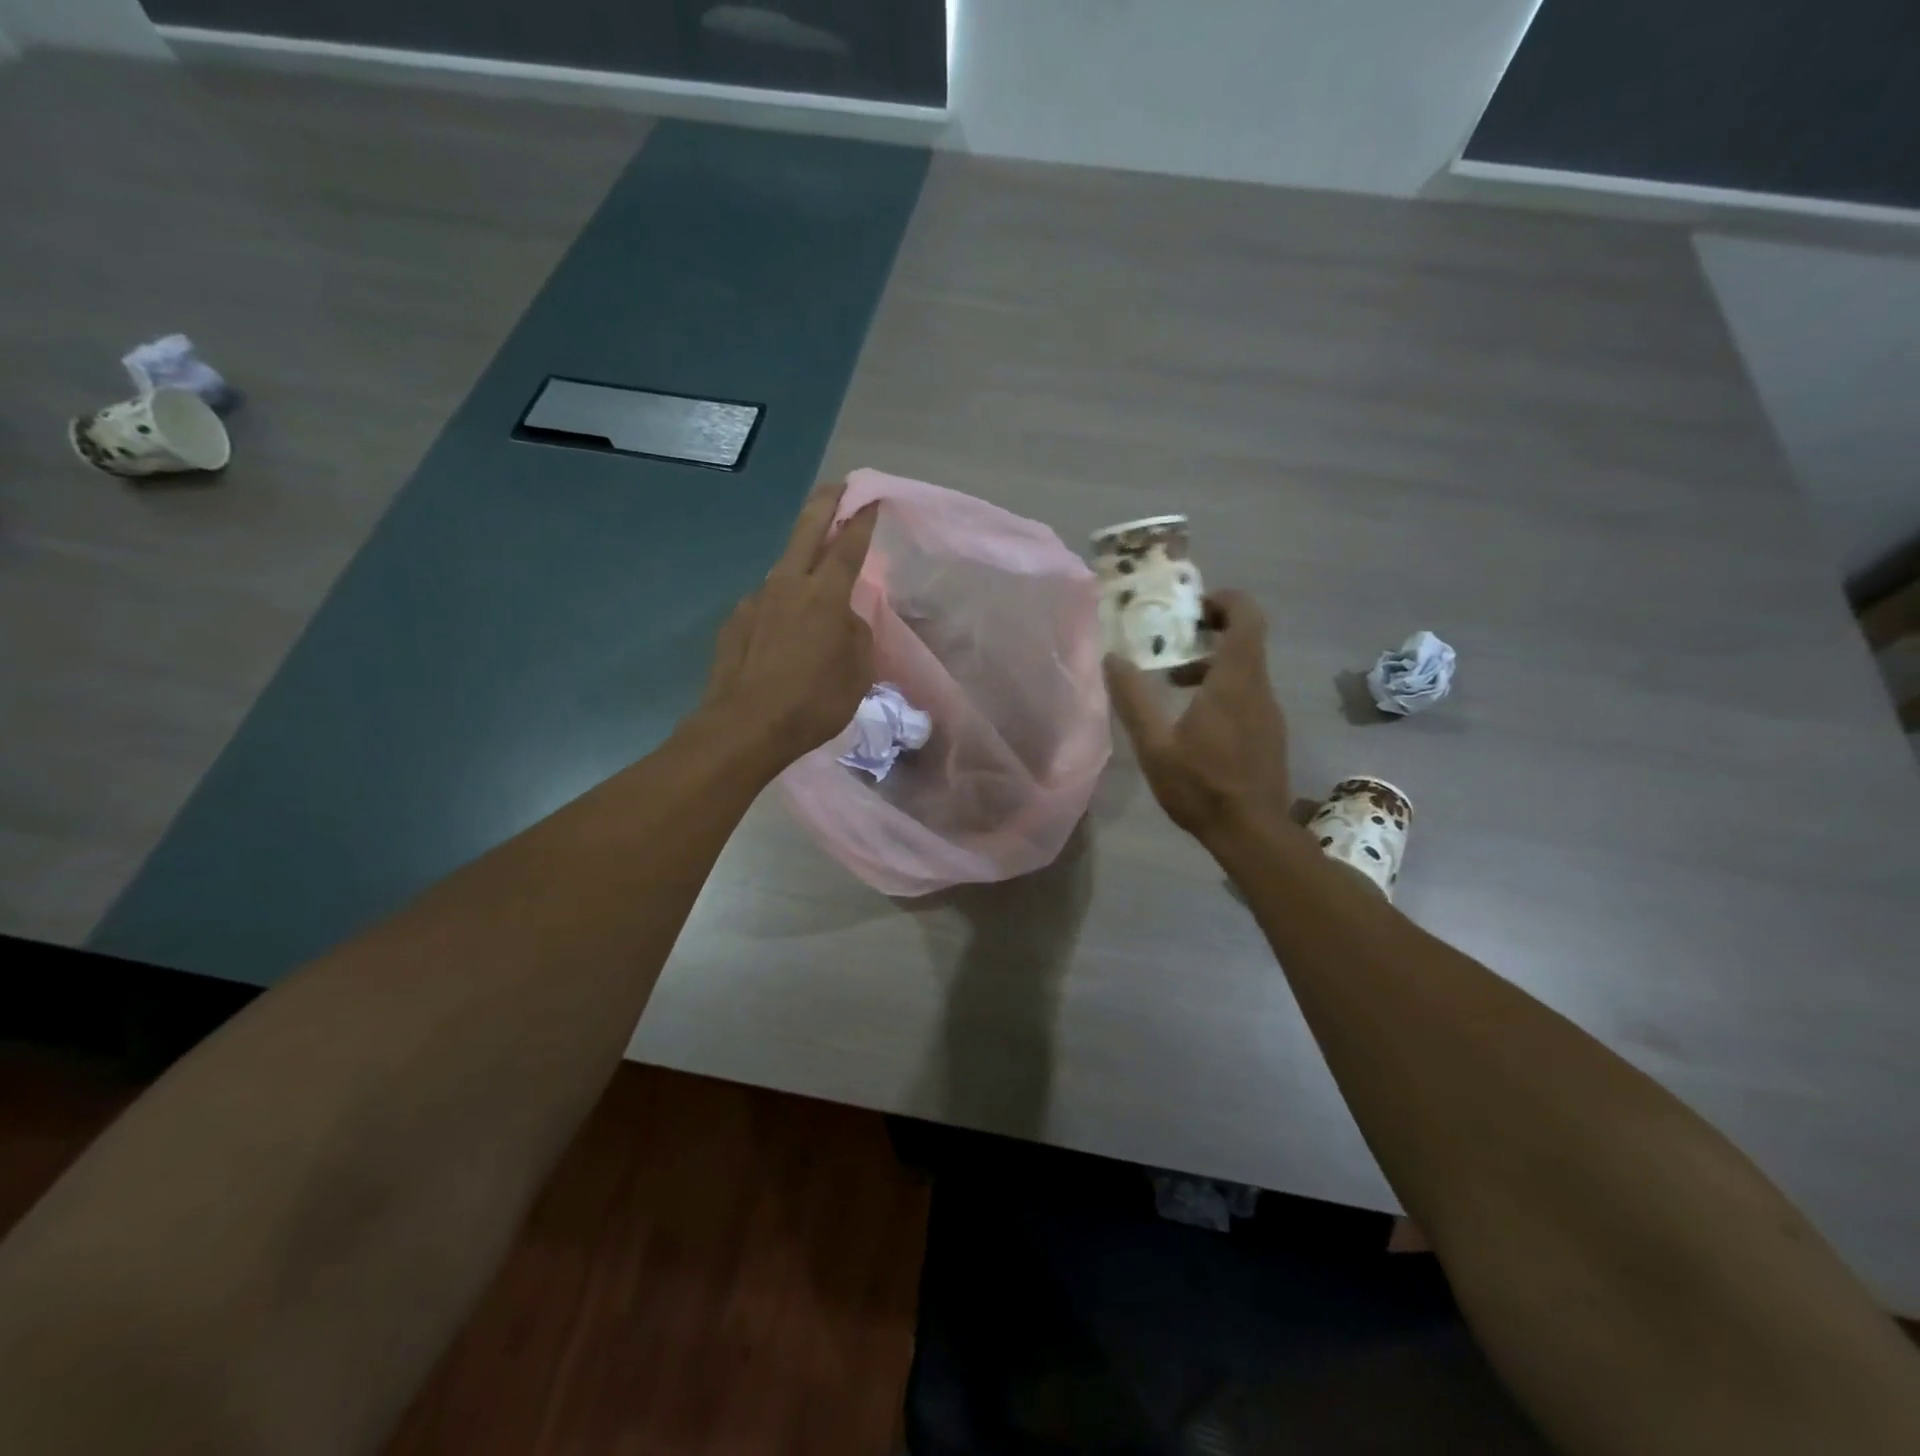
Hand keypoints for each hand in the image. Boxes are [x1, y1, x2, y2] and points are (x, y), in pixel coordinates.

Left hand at [699, 483, 879, 771]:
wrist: (745, 726)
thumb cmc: (813, 702)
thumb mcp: (857, 673)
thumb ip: (856, 635)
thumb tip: (845, 619)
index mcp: (825, 597)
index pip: (848, 547)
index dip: (861, 521)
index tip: (870, 499)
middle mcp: (788, 586)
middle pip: (807, 532)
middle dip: (825, 504)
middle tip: (836, 486)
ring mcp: (756, 601)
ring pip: (783, 568)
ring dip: (800, 560)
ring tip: (811, 571)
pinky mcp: (735, 621)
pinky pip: (765, 603)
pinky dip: (779, 606)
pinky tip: (782, 630)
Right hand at [1105, 590, 1290, 843]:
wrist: (1252, 833)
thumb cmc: (1201, 786)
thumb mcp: (1154, 745)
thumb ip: (1133, 699)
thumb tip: (1113, 658)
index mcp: (1234, 682)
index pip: (1246, 617)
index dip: (1223, 600)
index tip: (1190, 606)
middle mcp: (1259, 688)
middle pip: (1246, 638)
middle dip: (1209, 630)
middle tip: (1171, 639)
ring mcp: (1269, 711)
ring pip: (1246, 667)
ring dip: (1212, 663)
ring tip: (1173, 683)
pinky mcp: (1270, 732)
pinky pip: (1248, 692)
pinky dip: (1223, 687)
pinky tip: (1194, 719)